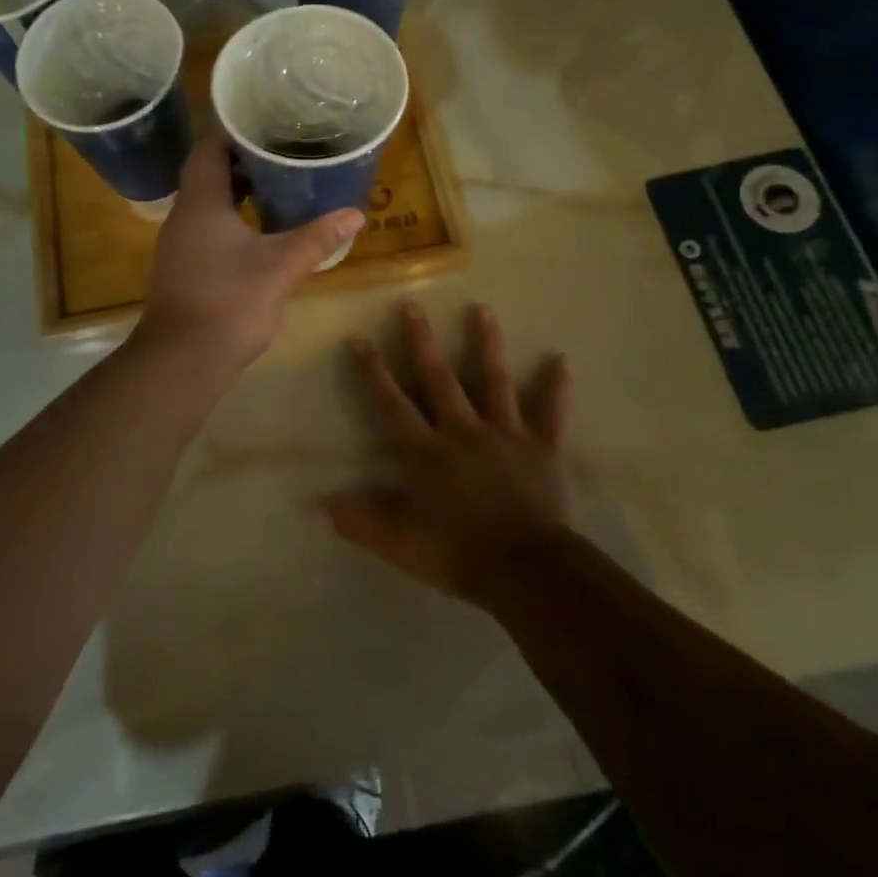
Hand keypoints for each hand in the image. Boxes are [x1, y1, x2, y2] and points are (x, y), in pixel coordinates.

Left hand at [139, 129, 364, 367]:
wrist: (182, 359)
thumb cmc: (229, 302)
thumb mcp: (280, 266)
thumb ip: (317, 238)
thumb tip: (355, 214)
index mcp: (200, 203)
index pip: (208, 148)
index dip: (233, 130)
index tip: (265, 120)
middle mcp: (184, 216)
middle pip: (209, 173)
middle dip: (243, 160)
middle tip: (282, 150)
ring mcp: (180, 243)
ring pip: (209, 202)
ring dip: (239, 191)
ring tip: (279, 183)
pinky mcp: (184, 267)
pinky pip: (208, 227)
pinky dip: (233, 218)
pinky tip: (262, 229)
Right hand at [325, 301, 574, 607]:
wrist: (528, 571)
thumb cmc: (458, 553)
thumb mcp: (399, 543)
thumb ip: (359, 520)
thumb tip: (317, 504)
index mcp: (426, 451)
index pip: (392, 403)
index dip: (373, 371)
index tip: (358, 338)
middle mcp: (462, 430)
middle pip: (439, 378)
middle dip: (422, 341)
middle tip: (412, 305)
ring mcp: (505, 434)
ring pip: (494, 381)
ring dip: (487, 345)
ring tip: (482, 309)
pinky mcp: (542, 447)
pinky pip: (550, 412)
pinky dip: (556, 387)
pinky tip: (561, 360)